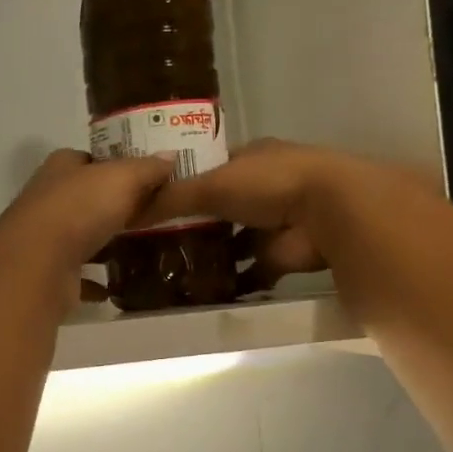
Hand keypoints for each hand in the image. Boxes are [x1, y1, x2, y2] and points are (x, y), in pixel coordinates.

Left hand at [0, 149, 173, 307]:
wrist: (37, 265)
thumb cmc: (79, 209)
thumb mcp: (122, 179)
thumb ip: (146, 169)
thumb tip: (170, 156)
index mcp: (60, 169)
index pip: (87, 159)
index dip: (112, 165)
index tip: (142, 177)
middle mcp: (48, 200)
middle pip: (84, 199)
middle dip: (111, 206)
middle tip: (148, 214)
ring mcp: (45, 239)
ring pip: (79, 237)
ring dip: (101, 243)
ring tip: (137, 249)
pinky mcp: (48, 274)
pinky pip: (76, 276)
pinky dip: (92, 281)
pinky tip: (113, 287)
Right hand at [136, 139, 408, 292]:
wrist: (326, 211)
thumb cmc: (267, 183)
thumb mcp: (210, 184)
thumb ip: (170, 198)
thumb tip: (126, 211)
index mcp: (249, 158)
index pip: (208, 170)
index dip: (181, 185)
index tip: (150, 204)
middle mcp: (263, 187)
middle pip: (220, 208)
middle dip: (194, 225)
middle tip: (155, 246)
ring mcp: (274, 223)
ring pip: (234, 240)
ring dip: (213, 256)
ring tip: (172, 272)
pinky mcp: (281, 256)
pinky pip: (251, 271)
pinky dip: (233, 282)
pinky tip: (203, 293)